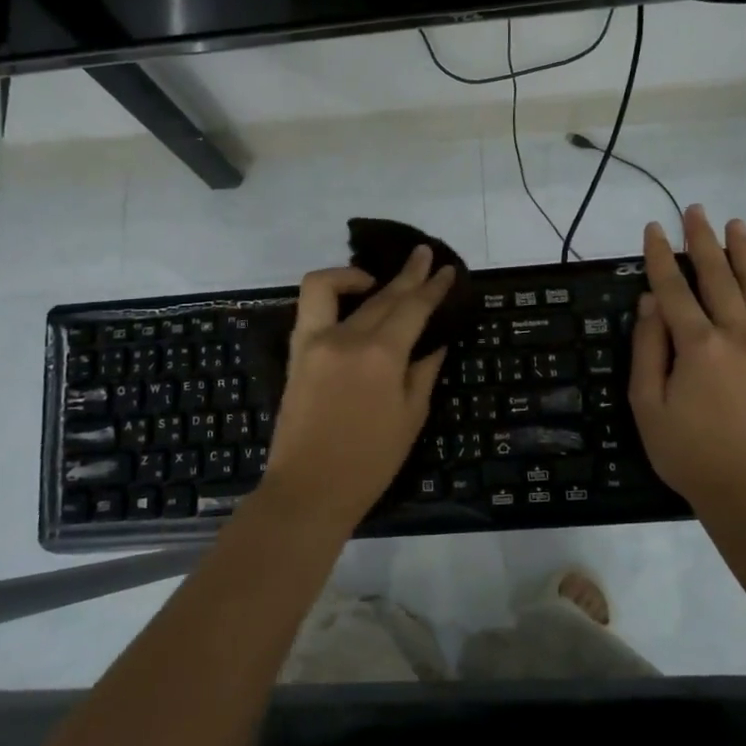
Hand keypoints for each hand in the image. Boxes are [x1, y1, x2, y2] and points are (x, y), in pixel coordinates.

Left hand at [260, 246, 455, 531]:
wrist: (309, 489)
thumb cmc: (370, 462)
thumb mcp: (411, 417)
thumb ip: (424, 371)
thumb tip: (435, 341)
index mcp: (382, 356)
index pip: (413, 308)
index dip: (434, 287)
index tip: (448, 269)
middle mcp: (348, 337)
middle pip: (384, 295)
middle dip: (409, 274)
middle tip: (427, 257)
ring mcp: (316, 340)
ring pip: (342, 290)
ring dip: (363, 273)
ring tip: (380, 277)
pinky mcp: (297, 350)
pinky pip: (312, 304)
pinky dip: (332, 290)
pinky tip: (350, 298)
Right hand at [629, 205, 745, 509]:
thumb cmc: (690, 453)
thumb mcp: (648, 406)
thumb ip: (648, 350)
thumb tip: (651, 303)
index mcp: (699, 346)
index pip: (675, 289)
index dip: (660, 257)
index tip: (653, 228)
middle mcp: (738, 335)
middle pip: (719, 277)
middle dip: (703, 241)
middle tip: (696, 211)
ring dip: (745, 254)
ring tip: (736, 226)